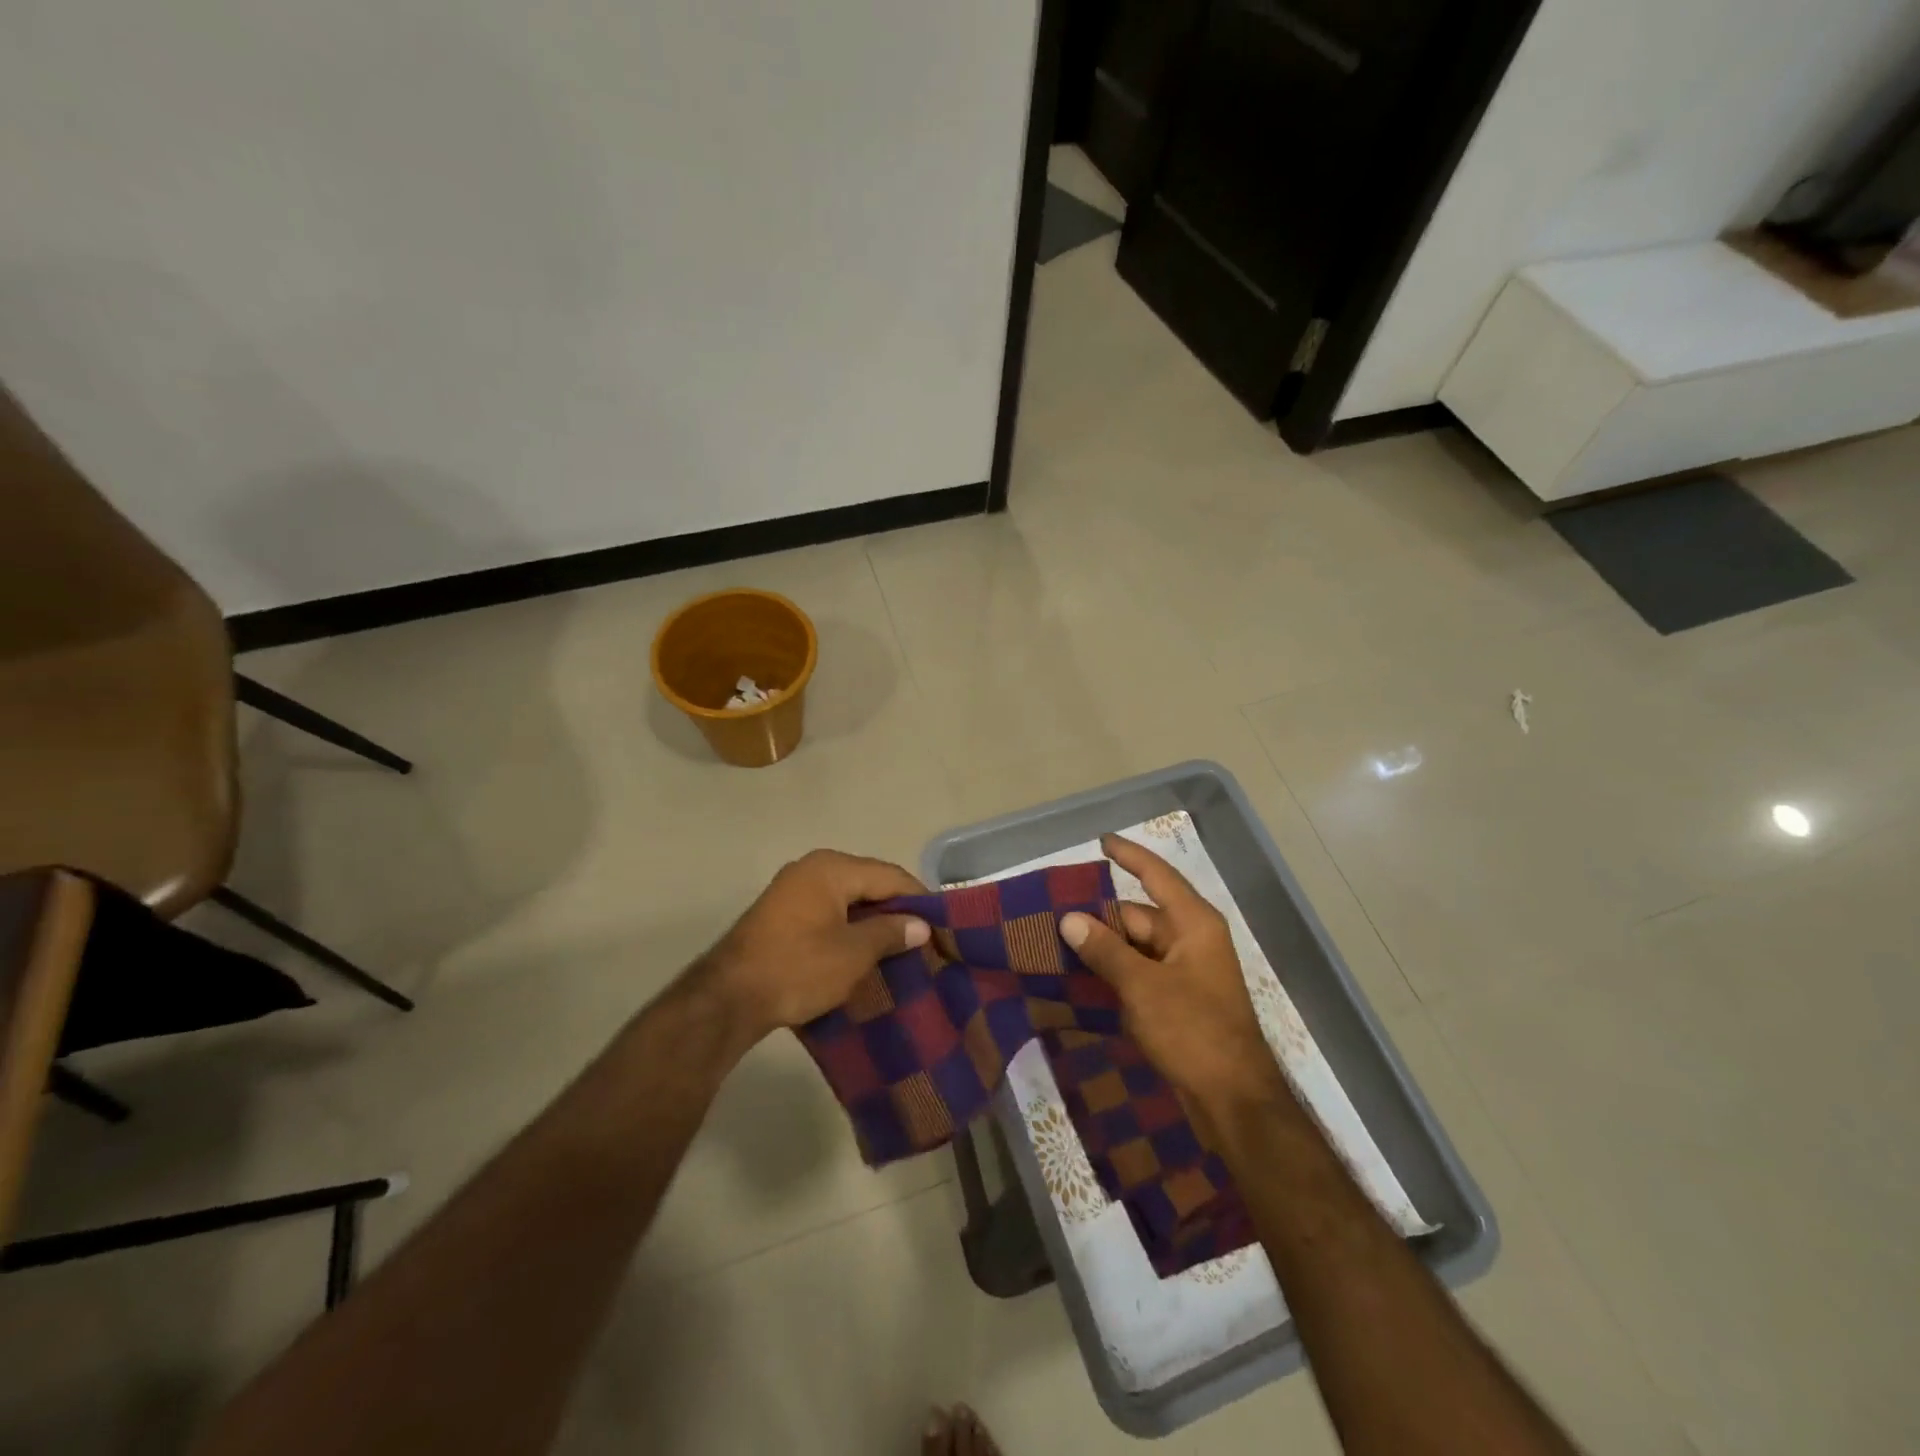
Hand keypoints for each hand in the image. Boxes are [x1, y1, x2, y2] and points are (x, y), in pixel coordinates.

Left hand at [700, 849, 929, 1044]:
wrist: (728, 998)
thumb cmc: (798, 968)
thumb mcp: (853, 953)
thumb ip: (890, 932)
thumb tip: (921, 924)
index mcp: (832, 868)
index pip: (890, 875)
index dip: (919, 898)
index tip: (942, 925)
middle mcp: (813, 867)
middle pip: (869, 882)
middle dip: (896, 909)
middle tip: (923, 938)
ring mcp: (793, 888)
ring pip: (848, 898)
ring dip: (872, 920)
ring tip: (899, 947)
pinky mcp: (782, 912)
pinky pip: (829, 910)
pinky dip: (849, 926)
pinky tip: (864, 950)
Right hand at [1059, 834, 1288, 1118]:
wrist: (1233, 1101)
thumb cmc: (1193, 1031)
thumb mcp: (1143, 987)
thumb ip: (1105, 950)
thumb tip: (1070, 919)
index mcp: (1193, 924)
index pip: (1157, 875)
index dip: (1130, 856)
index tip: (1101, 841)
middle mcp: (1192, 940)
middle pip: (1139, 915)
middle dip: (1100, 917)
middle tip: (1054, 916)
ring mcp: (1187, 972)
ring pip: (1137, 947)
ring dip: (1104, 948)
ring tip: (1057, 944)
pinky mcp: (1179, 1001)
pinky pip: (1141, 974)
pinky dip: (1116, 973)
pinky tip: (1082, 979)